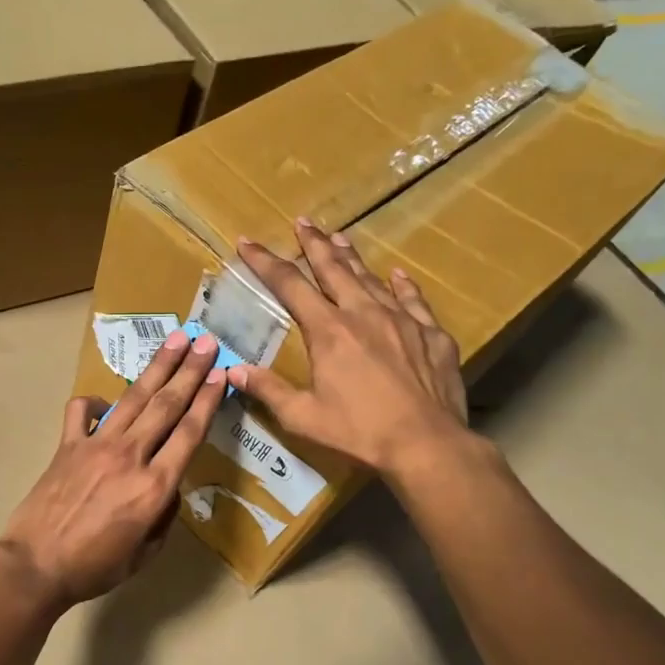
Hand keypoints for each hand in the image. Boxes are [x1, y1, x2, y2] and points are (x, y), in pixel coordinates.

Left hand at [0, 329, 226, 607]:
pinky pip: (81, 411)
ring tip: (176, 340)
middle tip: (207, 342)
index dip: (208, 401)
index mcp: (154, 487)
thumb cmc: (94, 567)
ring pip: (133, 398)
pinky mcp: (67, 445)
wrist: (36, 565)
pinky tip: (104, 402)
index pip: (189, 433)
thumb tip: (168, 489)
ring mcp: (95, 445)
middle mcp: (129, 456)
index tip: (221, 374)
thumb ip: (164, 517)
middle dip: (190, 371)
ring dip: (157, 367)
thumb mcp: (144, 553)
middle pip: (166, 405)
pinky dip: (94, 401)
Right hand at [229, 219, 469, 483]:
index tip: (247, 242)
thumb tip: (233, 370)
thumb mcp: (302, 417)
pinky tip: (397, 274)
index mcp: (328, 331)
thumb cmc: (358, 432)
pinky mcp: (431, 335)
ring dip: (352, 256)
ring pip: (372, 278)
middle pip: (334, 268)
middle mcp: (363, 314)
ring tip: (339, 237)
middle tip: (302, 221)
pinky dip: (401, 284)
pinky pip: (413, 300)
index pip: (290, 285)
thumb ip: (268, 390)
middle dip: (313, 244)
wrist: (426, 444)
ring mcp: (402, 320)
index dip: (265, 262)